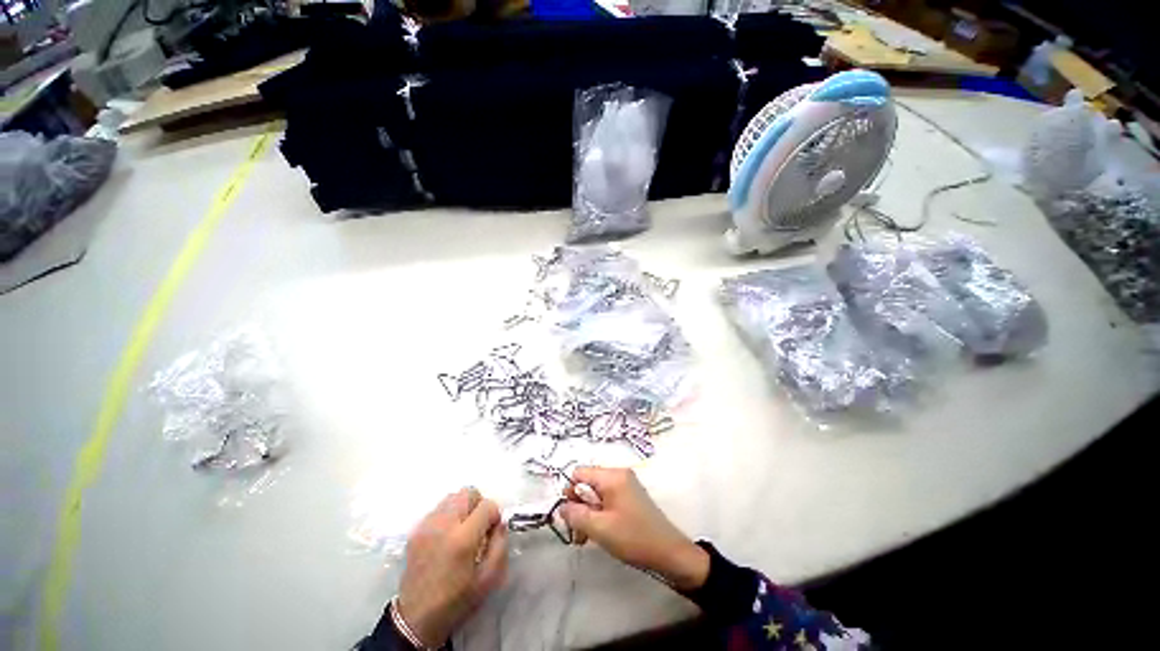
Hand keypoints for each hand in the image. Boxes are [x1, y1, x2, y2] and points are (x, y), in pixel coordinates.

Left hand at [397, 488, 507, 647]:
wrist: (416, 619)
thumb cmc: (457, 600)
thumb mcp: (489, 579)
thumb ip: (500, 545)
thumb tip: (501, 523)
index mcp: (462, 539)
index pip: (487, 505)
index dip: (494, 515)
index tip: (492, 531)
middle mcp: (443, 525)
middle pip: (468, 493)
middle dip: (478, 505)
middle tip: (478, 526)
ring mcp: (427, 526)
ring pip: (452, 497)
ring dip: (463, 507)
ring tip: (463, 529)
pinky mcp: (416, 530)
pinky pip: (438, 509)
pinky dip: (448, 515)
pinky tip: (447, 536)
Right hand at [561, 467, 708, 590]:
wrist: (669, 553)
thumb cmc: (633, 538)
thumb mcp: (599, 528)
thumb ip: (575, 515)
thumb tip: (561, 506)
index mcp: (612, 476)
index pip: (579, 474)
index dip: (571, 493)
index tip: (572, 517)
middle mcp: (618, 474)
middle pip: (587, 483)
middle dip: (579, 507)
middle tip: (579, 533)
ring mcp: (626, 485)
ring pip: (596, 494)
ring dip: (588, 514)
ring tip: (587, 538)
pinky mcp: (630, 497)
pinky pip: (607, 500)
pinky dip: (600, 514)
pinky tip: (600, 533)